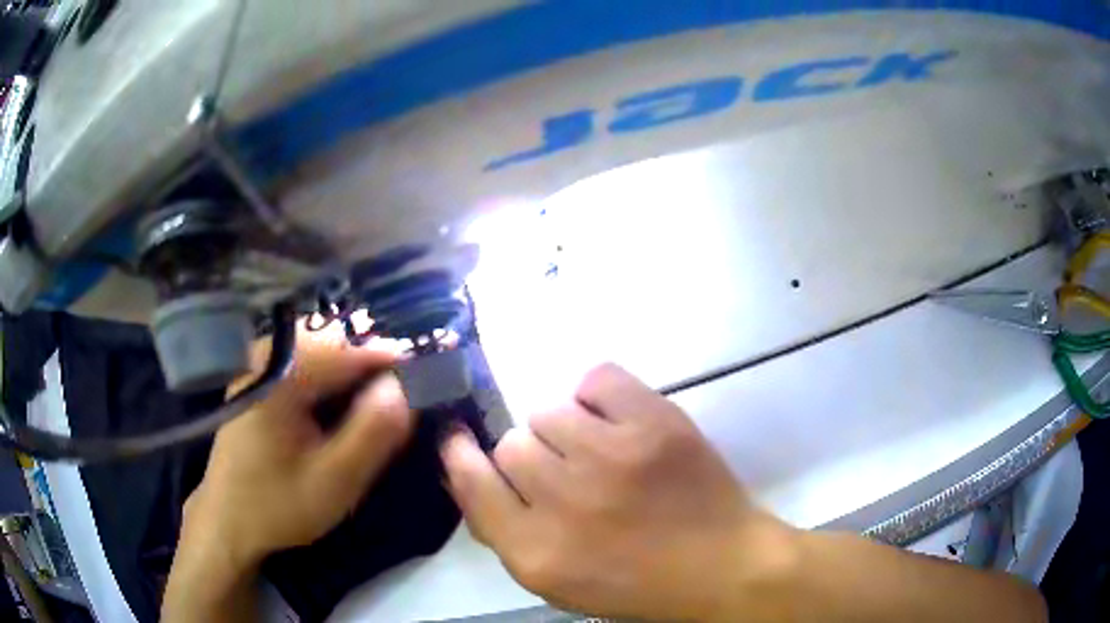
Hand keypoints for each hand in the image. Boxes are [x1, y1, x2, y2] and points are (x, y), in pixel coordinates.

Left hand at [178, 327, 412, 570]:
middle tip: (412, 391)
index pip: (352, 350)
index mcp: (281, 375)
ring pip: (323, 351)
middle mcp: (267, 356)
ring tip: (388, 398)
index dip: (397, 359)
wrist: (229, 521)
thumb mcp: (334, 481)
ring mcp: (259, 365)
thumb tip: (407, 385)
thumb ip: (373, 432)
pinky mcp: (260, 380)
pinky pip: (307, 365)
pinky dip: (336, 379)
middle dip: (378, 362)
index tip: (436, 369)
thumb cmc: (279, 506)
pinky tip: (347, 406)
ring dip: (358, 370)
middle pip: (337, 343)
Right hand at [440, 363, 793, 620]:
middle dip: (530, 456)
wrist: (720, 564)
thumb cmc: (632, 582)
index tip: (461, 438)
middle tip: (564, 471)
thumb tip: (461, 469)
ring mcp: (613, 456)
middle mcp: (565, 501)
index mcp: (536, 551)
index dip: (461, 453)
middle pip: (511, 442)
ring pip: (548, 409)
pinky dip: (597, 394)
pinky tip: (616, 421)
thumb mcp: (553, 579)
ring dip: (564, 428)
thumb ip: (500, 529)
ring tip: (597, 449)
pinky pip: (595, 377)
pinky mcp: (655, 423)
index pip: (472, 480)